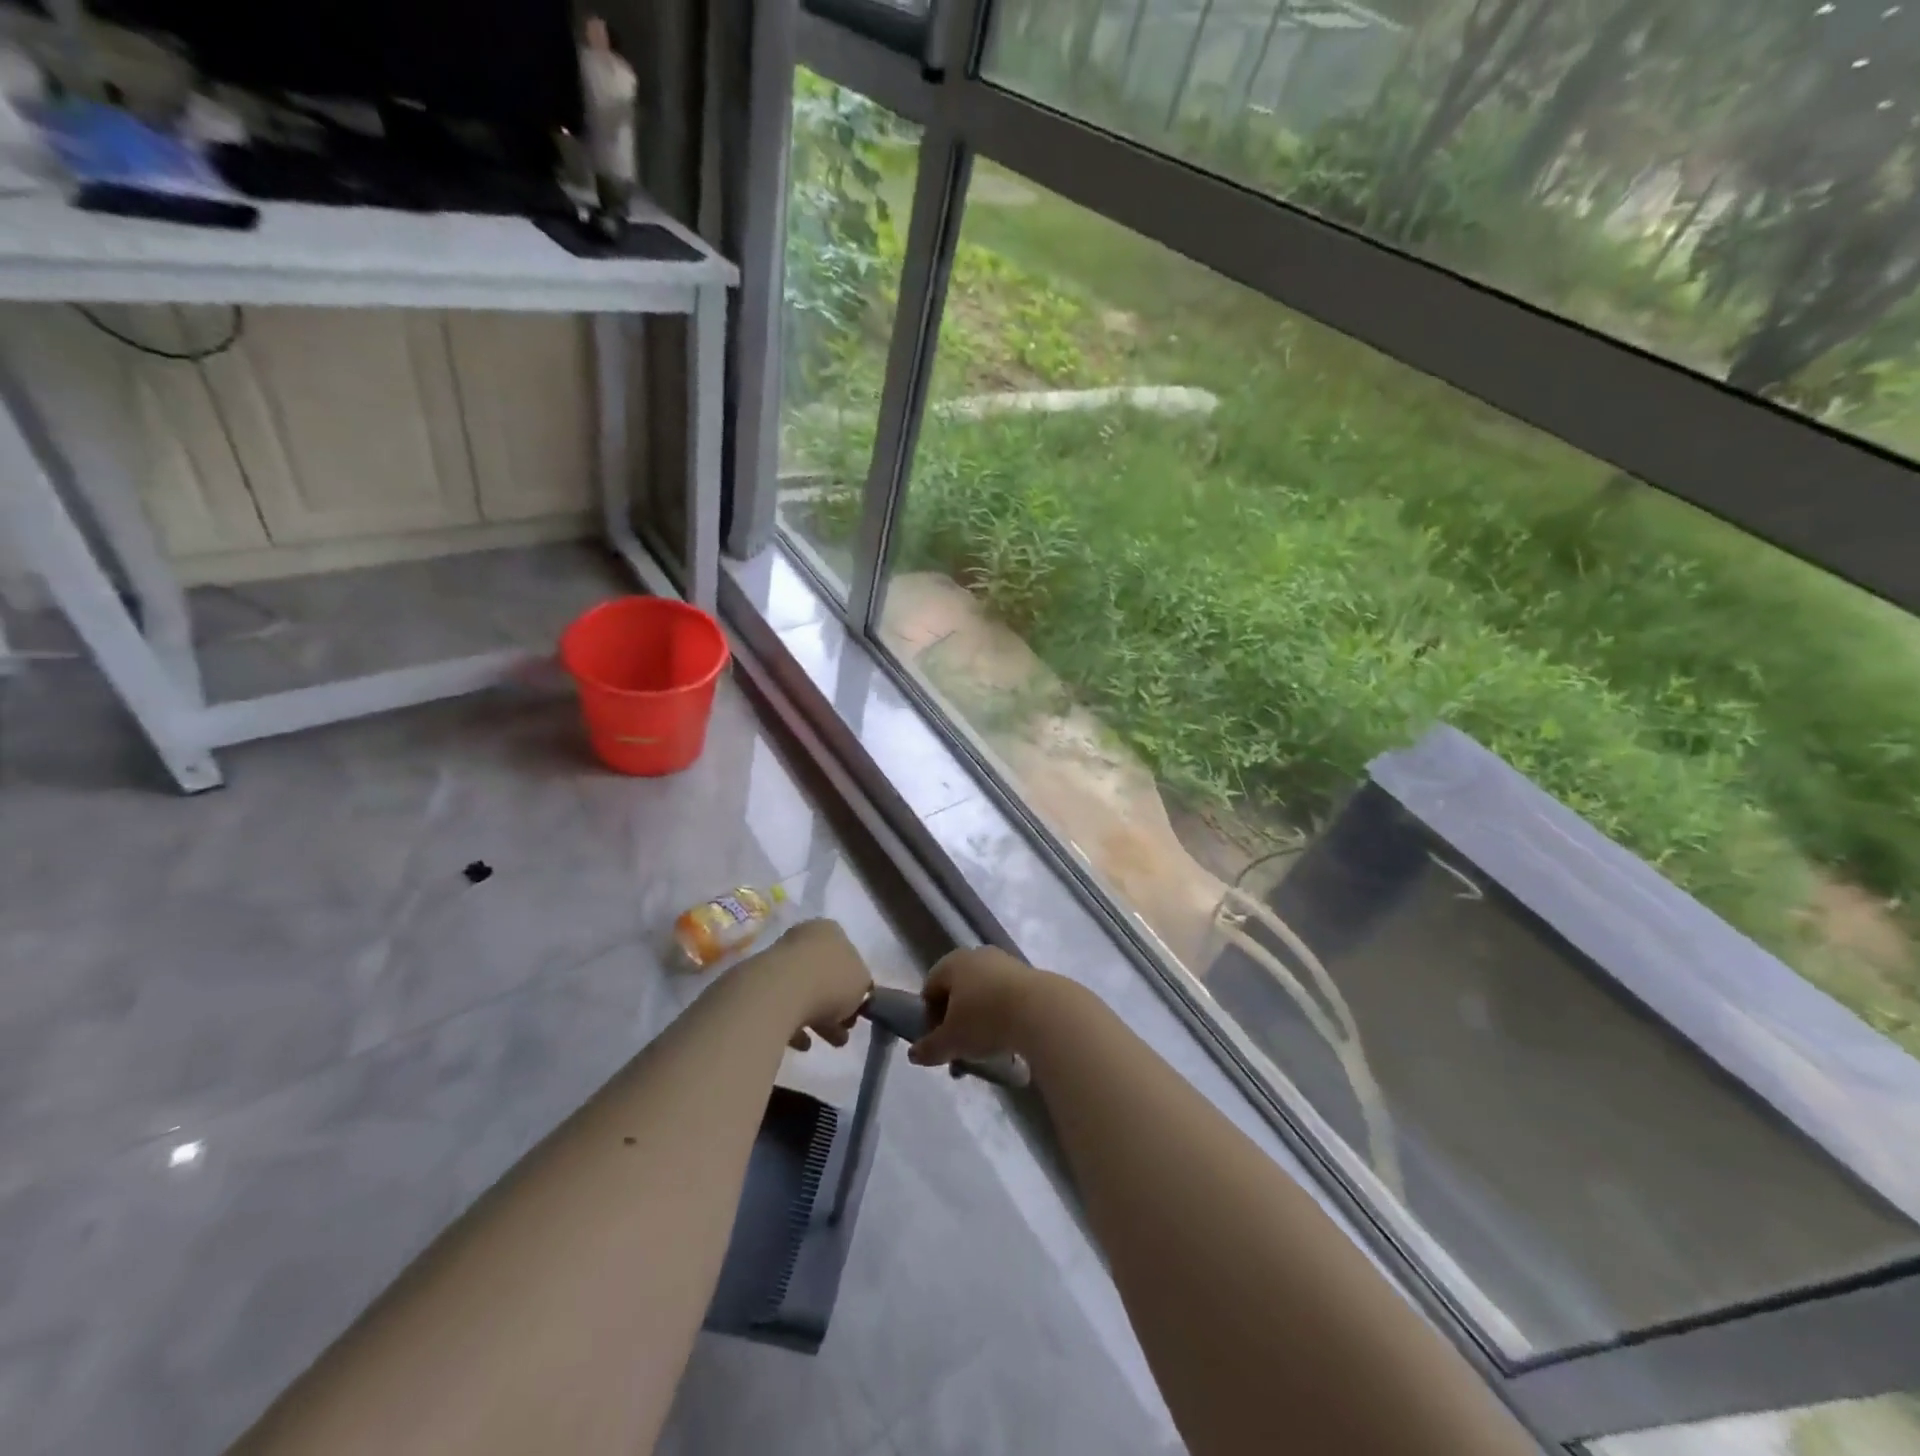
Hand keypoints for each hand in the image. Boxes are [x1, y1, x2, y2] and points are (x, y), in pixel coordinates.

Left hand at [738, 918, 871, 1051]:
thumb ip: (861, 986)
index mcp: (830, 930)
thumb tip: (853, 994)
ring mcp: (776, 960)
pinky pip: (781, 1007)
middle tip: (845, 1029)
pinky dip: (794, 1025)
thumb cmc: (829, 981)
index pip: (848, 954)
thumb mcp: (862, 983)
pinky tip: (803, 1044)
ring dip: (818, 1017)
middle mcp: (802, 938)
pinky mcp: (757, 986)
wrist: (777, 994)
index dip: (855, 983)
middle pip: (824, 974)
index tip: (857, 1008)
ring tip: (830, 1042)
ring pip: (803, 991)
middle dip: (836, 1004)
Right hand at [907, 946, 1059, 1068]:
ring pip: (983, 996)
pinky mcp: (1029, 975)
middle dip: (957, 1023)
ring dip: (981, 1023)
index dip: (929, 1017)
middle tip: (961, 1051)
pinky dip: (1003, 1018)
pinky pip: (1006, 999)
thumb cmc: (985, 1020)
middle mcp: (977, 956)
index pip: (930, 988)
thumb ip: (929, 1048)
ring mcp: (1005, 963)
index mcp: (952, 963)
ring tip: (987, 1053)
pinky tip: (1009, 1042)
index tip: (939, 1042)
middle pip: (958, 992)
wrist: (1042, 1011)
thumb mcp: (951, 1041)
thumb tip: (914, 1055)